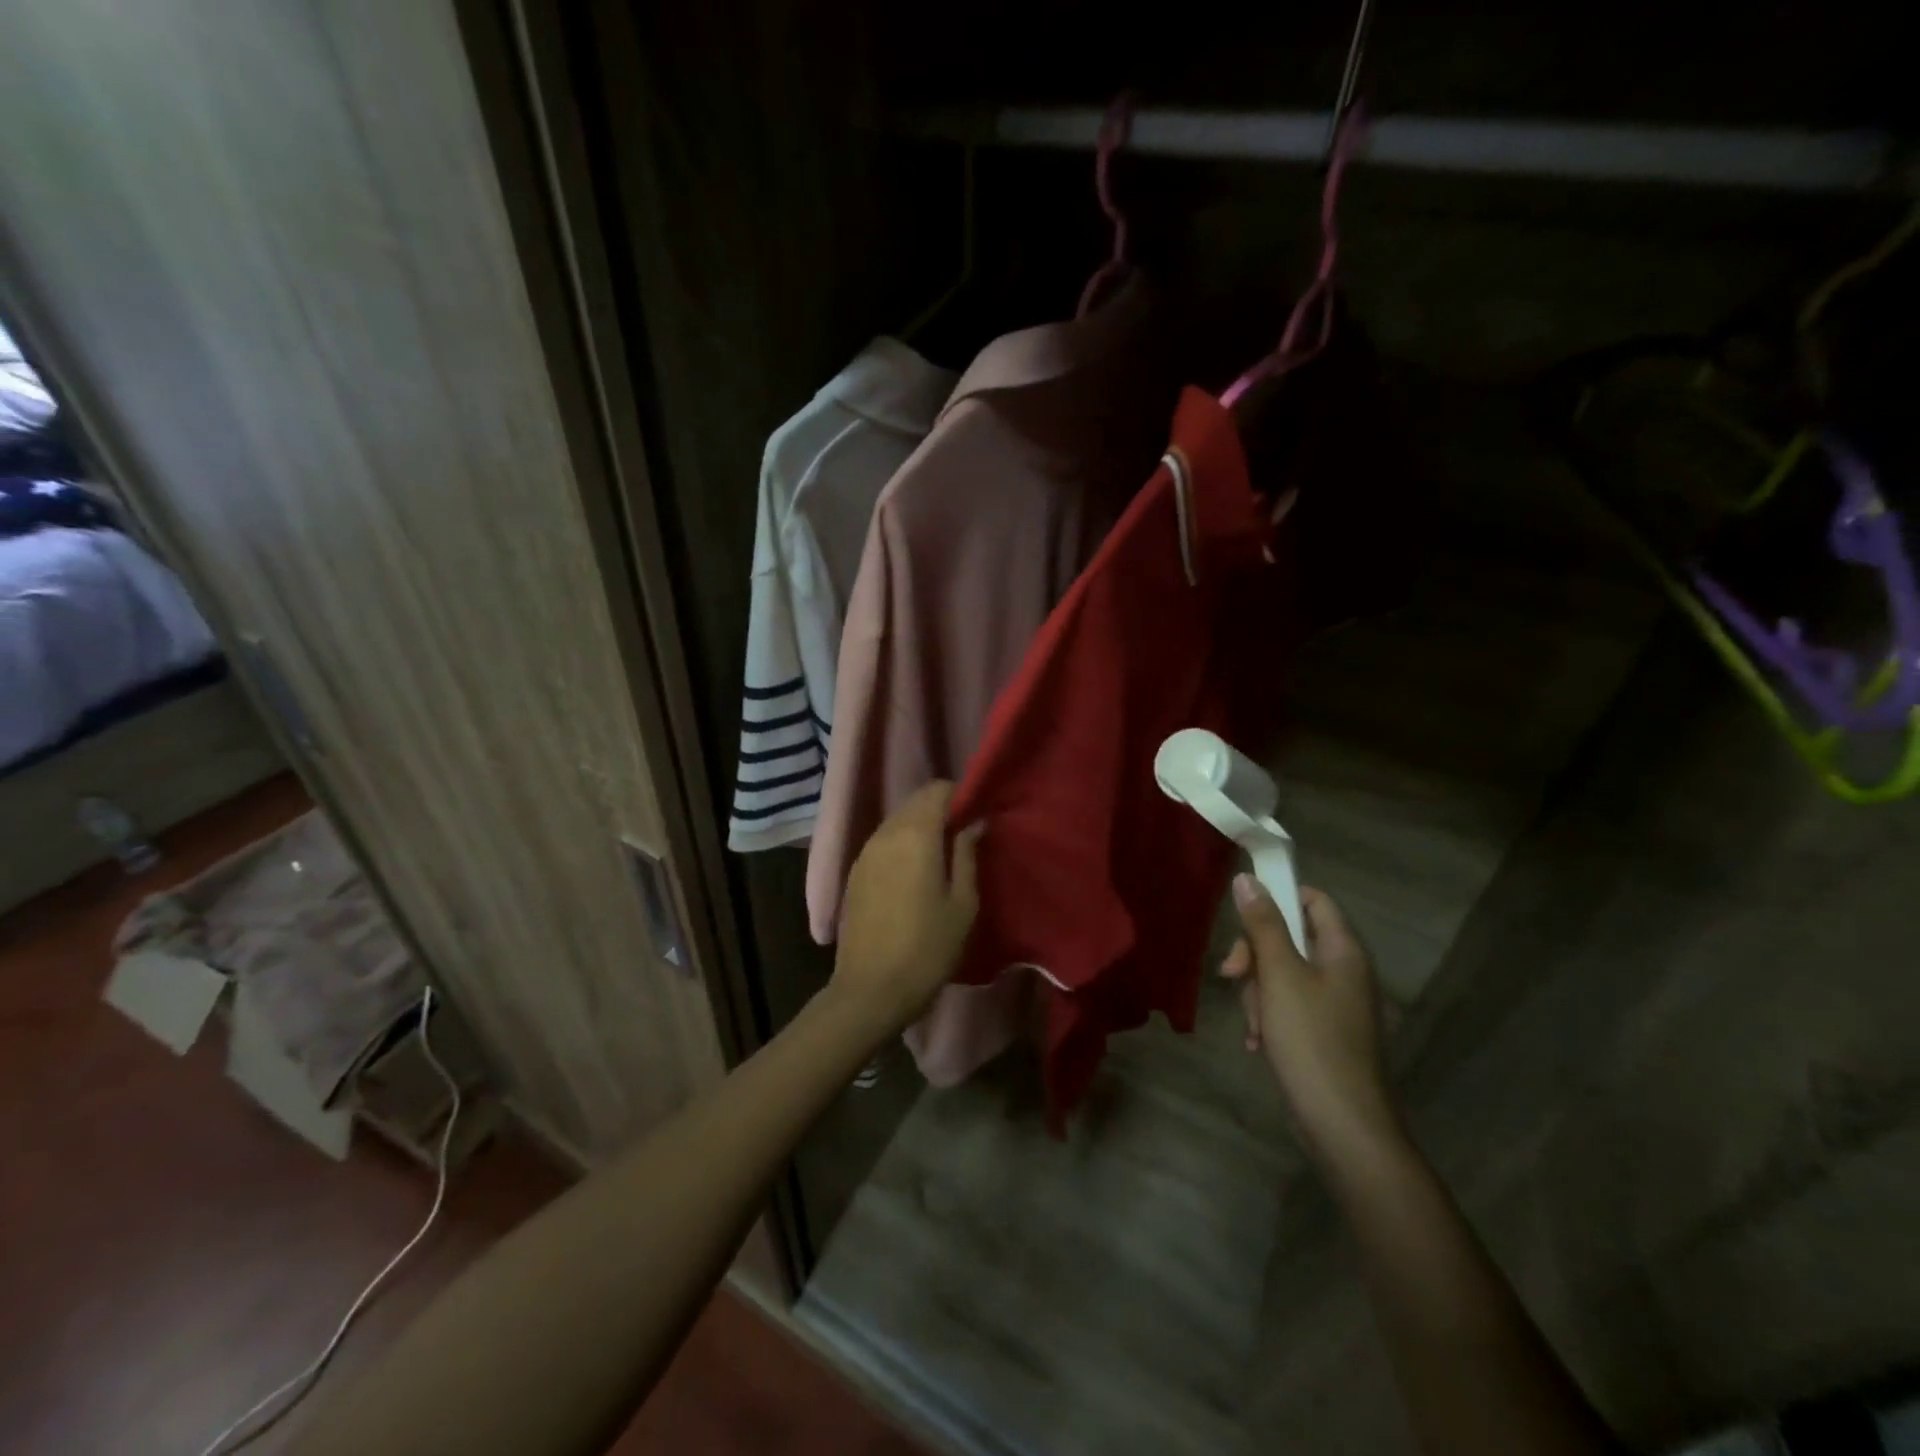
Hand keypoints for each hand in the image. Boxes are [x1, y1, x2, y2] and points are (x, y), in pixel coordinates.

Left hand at [829, 781, 982, 1038]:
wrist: (871, 990)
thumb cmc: (928, 948)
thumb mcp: (963, 903)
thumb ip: (967, 855)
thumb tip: (974, 822)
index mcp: (915, 834)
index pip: (937, 790)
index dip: (960, 796)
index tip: (977, 816)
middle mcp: (885, 833)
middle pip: (915, 802)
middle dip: (941, 809)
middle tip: (964, 835)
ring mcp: (865, 852)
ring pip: (897, 820)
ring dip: (920, 826)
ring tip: (943, 854)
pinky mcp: (855, 872)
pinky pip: (883, 841)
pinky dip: (902, 843)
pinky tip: (915, 871)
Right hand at [1220, 877, 1401, 1165]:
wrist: (1343, 1126)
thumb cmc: (1312, 1041)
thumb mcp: (1279, 976)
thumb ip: (1263, 925)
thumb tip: (1247, 879)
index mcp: (1343, 950)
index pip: (1312, 898)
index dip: (1278, 897)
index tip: (1241, 916)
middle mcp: (1344, 971)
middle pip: (1290, 937)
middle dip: (1255, 955)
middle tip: (1231, 975)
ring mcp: (1335, 1003)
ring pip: (1282, 973)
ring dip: (1258, 992)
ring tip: (1255, 1025)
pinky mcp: (1324, 1031)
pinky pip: (1287, 1005)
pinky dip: (1269, 1017)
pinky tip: (1259, 1042)